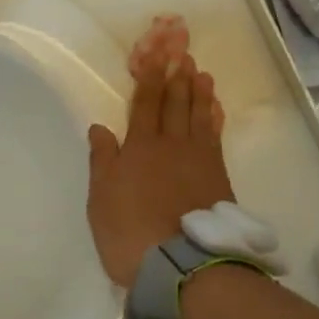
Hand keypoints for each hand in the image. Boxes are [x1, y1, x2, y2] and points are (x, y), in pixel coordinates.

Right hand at [86, 50, 232, 289]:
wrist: (181, 264)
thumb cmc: (130, 232)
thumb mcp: (101, 199)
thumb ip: (103, 160)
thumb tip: (100, 127)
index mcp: (140, 147)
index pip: (145, 104)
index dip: (151, 77)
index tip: (157, 55)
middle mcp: (172, 145)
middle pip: (176, 104)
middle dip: (178, 77)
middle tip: (184, 54)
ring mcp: (199, 159)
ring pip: (199, 116)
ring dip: (200, 93)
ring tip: (202, 73)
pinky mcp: (218, 176)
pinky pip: (216, 137)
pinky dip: (216, 119)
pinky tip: (216, 110)